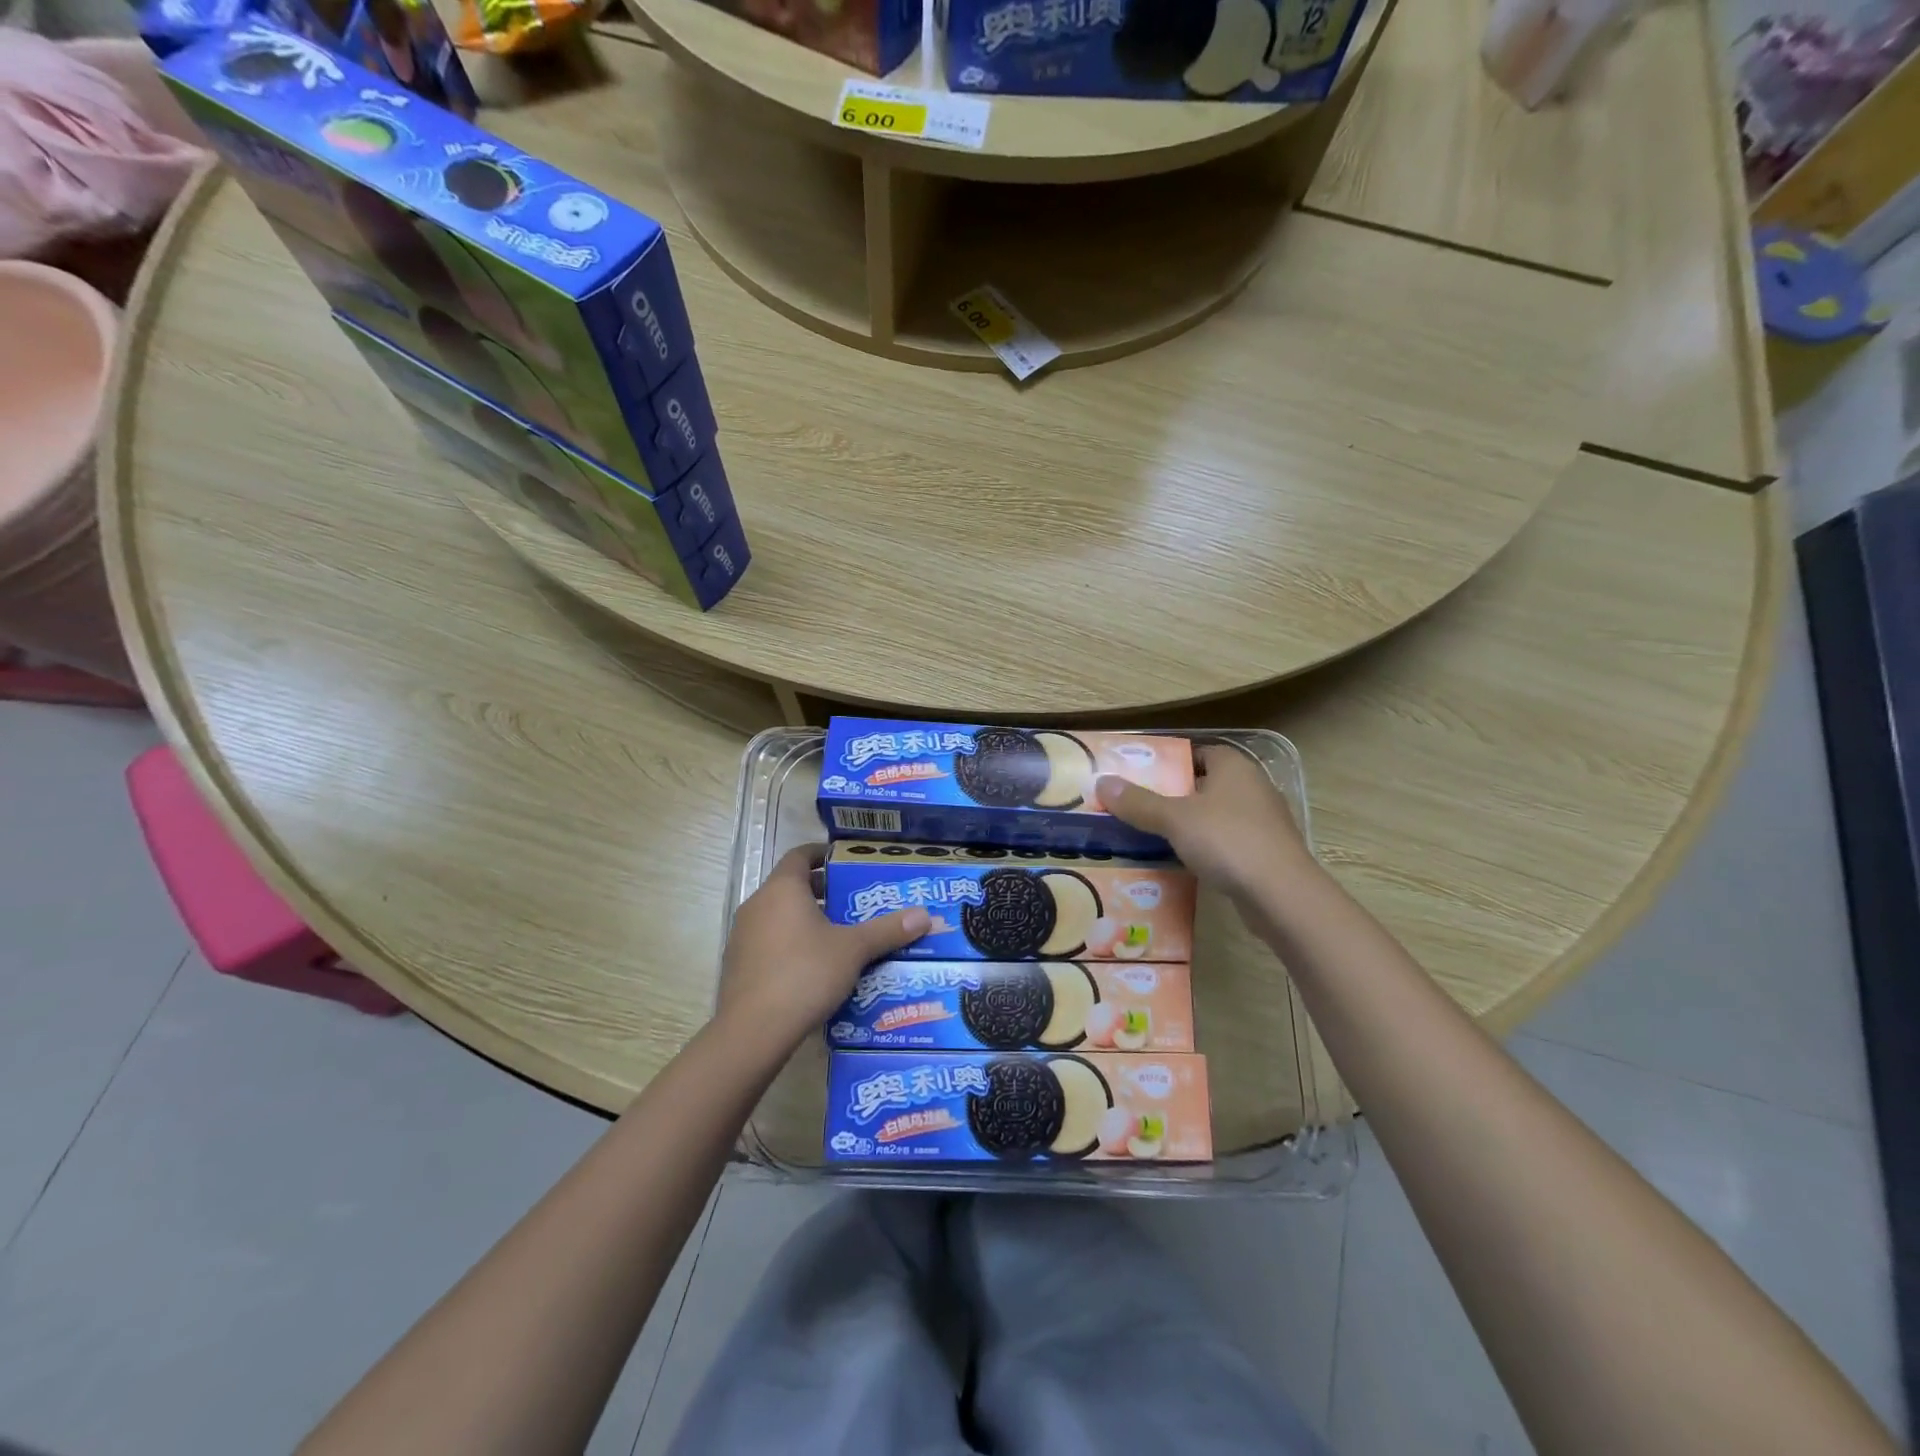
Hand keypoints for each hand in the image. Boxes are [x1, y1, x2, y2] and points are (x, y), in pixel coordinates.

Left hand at [716, 845, 928, 1049]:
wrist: (753, 1031)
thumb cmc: (805, 973)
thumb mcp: (853, 950)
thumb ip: (887, 930)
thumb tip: (925, 915)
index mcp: (782, 889)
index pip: (800, 855)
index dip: (822, 854)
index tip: (845, 861)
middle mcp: (757, 905)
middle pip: (791, 887)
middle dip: (822, 891)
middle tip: (854, 901)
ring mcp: (743, 936)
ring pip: (779, 916)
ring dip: (806, 920)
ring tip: (840, 935)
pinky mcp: (738, 966)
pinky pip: (769, 942)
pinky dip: (791, 944)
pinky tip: (815, 967)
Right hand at [1097, 744, 1312, 900]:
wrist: (1281, 895)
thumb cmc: (1227, 841)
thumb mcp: (1174, 819)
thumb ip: (1138, 802)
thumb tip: (1102, 781)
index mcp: (1234, 766)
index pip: (1198, 752)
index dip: (1170, 763)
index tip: (1140, 776)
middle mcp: (1253, 787)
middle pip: (1205, 784)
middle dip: (1174, 795)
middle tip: (1138, 806)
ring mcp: (1264, 821)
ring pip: (1216, 815)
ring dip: (1190, 824)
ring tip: (1153, 835)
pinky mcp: (1267, 852)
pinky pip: (1228, 841)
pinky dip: (1207, 848)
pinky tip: (1184, 861)